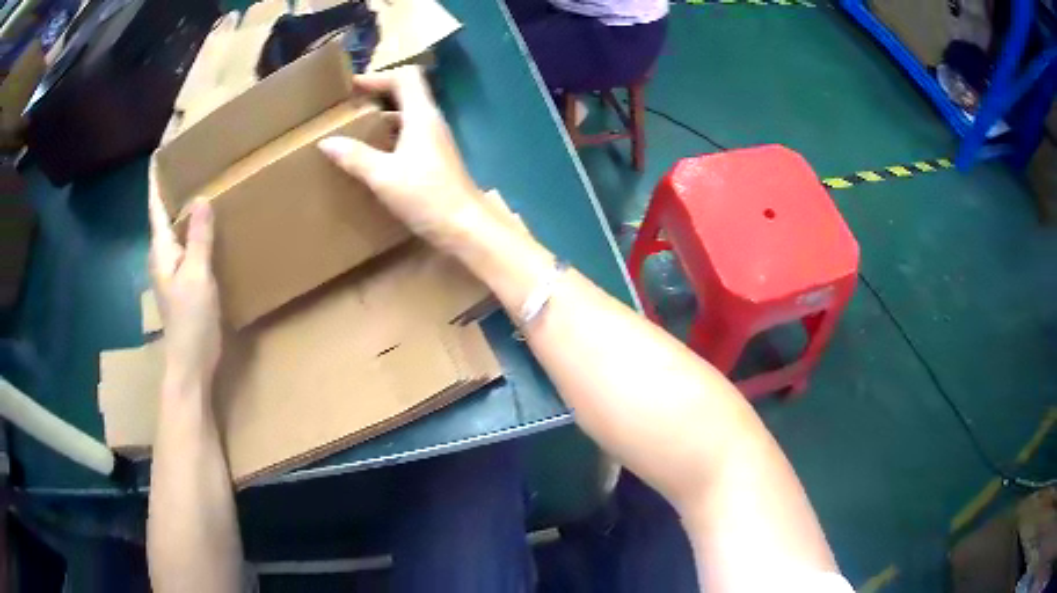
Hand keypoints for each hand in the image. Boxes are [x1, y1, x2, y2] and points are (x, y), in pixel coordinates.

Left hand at [148, 166, 220, 391]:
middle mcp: (162, 254)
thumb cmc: (191, 320)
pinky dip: (192, 228)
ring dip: (181, 207)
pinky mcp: (182, 279)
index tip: (157, 154)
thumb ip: (199, 238)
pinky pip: (185, 243)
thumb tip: (201, 197)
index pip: (156, 207)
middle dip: (169, 188)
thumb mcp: (198, 276)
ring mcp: (172, 268)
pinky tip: (206, 225)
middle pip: (163, 215)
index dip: (156, 181)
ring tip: (196, 183)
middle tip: (184, 161)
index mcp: (162, 250)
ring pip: (174, 229)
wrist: (191, 362)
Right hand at [317, 66, 484, 247]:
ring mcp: (435, 140)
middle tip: (348, 107)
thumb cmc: (427, 196)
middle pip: (406, 94)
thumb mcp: (383, 176)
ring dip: (381, 118)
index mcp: (422, 116)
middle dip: (376, 95)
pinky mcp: (435, 159)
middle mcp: (431, 122)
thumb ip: (354, 156)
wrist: (465, 228)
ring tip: (353, 130)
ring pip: (407, 116)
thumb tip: (325, 142)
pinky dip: (389, 137)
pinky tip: (371, 156)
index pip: (405, 77)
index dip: (378, 76)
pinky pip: (409, 136)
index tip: (351, 87)